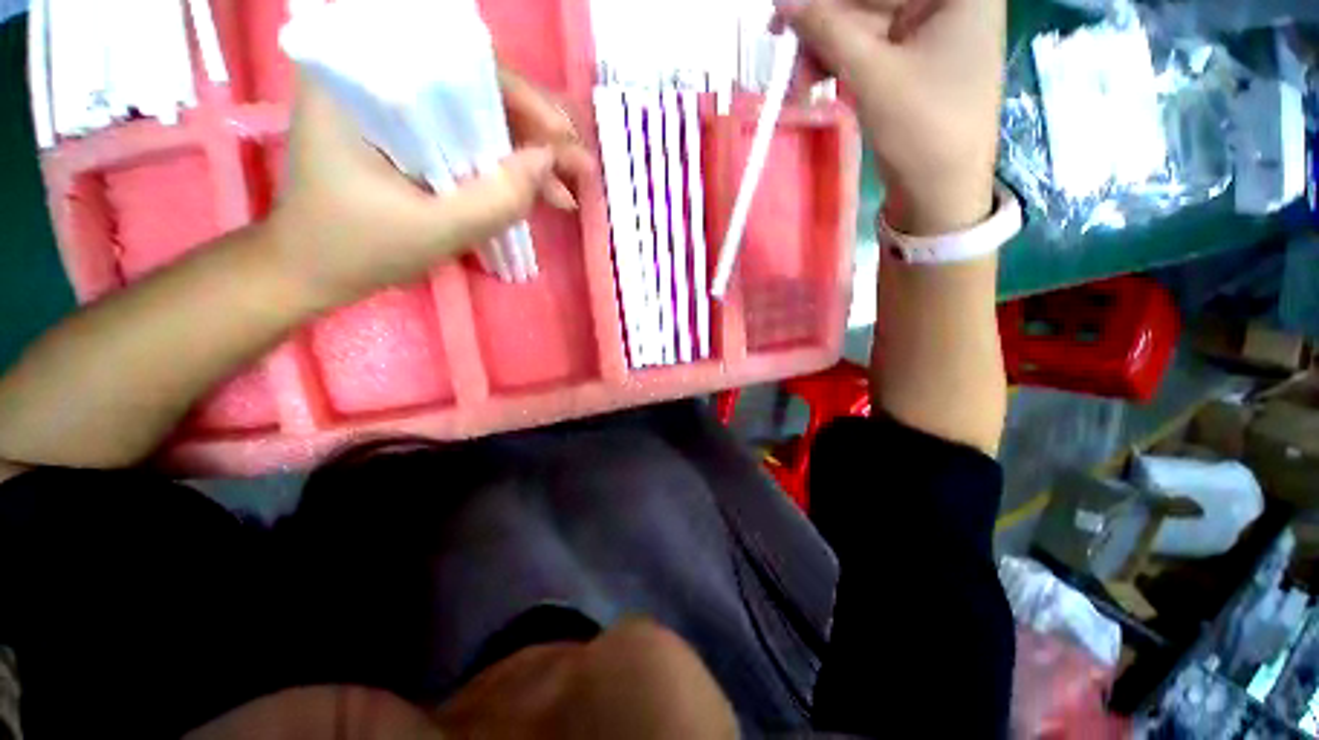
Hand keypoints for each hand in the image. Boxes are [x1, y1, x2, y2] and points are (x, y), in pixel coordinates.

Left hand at [268, 70, 591, 309]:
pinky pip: (468, 140)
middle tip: (578, 167)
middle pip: (475, 87)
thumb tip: (551, 162)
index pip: (457, 63)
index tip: (561, 139)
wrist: (312, 270)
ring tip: (566, 191)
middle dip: (534, 130)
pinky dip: (504, 167)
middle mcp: (377, 78)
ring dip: (527, 153)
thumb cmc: (356, 249)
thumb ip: (496, 198)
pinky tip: (536, 193)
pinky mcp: (408, 136)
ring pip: (479, 117)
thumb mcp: (434, 230)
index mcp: (359, 80)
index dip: (520, 97)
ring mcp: (395, 108)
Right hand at [776, 0, 1004, 234]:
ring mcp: (929, 35)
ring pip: (864, 27)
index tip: (787, 10)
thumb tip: (784, 2)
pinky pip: (868, 52)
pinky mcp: (911, 65)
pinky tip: (815, 81)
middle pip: (872, 1)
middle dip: (824, 25)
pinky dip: (839, 65)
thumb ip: (827, 30)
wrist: (940, 192)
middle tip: (781, 42)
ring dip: (826, 49)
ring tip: (799, 80)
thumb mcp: (872, 74)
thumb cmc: (922, 127)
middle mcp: (946, 3)